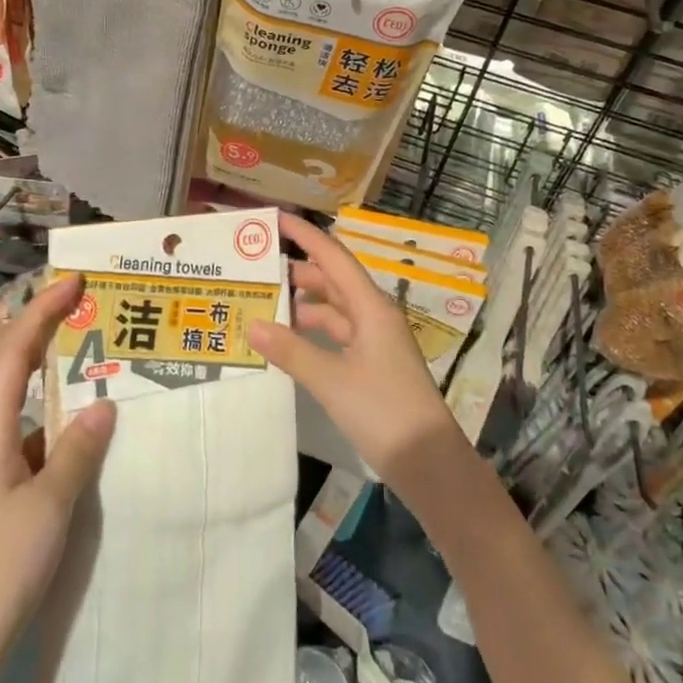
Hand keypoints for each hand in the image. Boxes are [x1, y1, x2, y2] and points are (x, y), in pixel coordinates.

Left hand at [0, 274, 115, 646]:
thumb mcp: (48, 505)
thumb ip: (77, 451)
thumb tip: (104, 403)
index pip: (15, 351)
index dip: (41, 311)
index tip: (73, 283)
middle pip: (19, 367)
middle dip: (50, 331)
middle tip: (92, 308)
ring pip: (32, 405)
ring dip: (62, 378)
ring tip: (103, 363)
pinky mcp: (9, 492)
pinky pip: (41, 440)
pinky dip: (66, 424)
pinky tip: (95, 433)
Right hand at [247, 212, 458, 481]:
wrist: (430, 464)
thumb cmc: (384, 411)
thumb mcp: (331, 380)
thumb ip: (291, 351)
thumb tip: (251, 324)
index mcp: (371, 307)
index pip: (333, 257)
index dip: (305, 235)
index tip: (276, 219)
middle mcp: (374, 315)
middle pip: (332, 281)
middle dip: (297, 271)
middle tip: (257, 267)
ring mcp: (375, 341)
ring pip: (334, 310)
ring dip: (303, 305)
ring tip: (264, 304)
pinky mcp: (373, 365)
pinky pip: (337, 335)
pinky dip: (312, 333)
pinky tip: (288, 341)